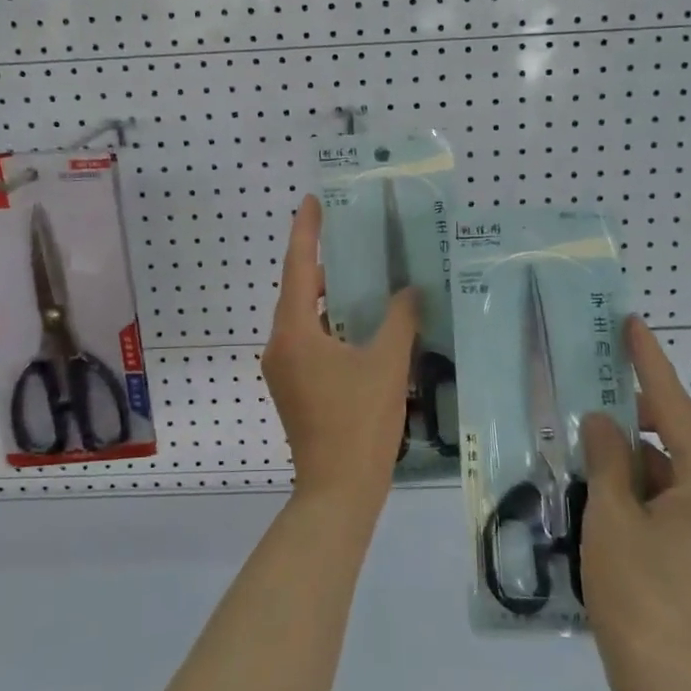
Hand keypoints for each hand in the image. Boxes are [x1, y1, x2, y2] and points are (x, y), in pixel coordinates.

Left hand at [261, 195, 418, 507]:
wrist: (337, 490)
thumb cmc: (359, 422)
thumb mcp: (386, 363)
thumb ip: (399, 319)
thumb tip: (409, 290)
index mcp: (294, 332)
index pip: (298, 268)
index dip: (305, 231)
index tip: (312, 201)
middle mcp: (280, 345)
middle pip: (299, 293)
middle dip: (324, 264)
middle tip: (353, 238)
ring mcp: (283, 370)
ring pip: (305, 320)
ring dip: (330, 300)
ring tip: (364, 278)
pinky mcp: (294, 389)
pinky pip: (309, 342)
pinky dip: (331, 327)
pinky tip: (362, 326)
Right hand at [580, 317, 690, 690]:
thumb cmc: (642, 598)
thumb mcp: (613, 520)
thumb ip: (608, 461)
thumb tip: (603, 421)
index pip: (675, 407)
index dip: (651, 363)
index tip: (631, 324)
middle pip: (680, 433)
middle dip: (642, 403)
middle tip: (601, 376)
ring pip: (671, 466)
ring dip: (634, 449)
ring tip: (589, 435)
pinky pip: (669, 495)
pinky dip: (638, 481)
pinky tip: (602, 484)